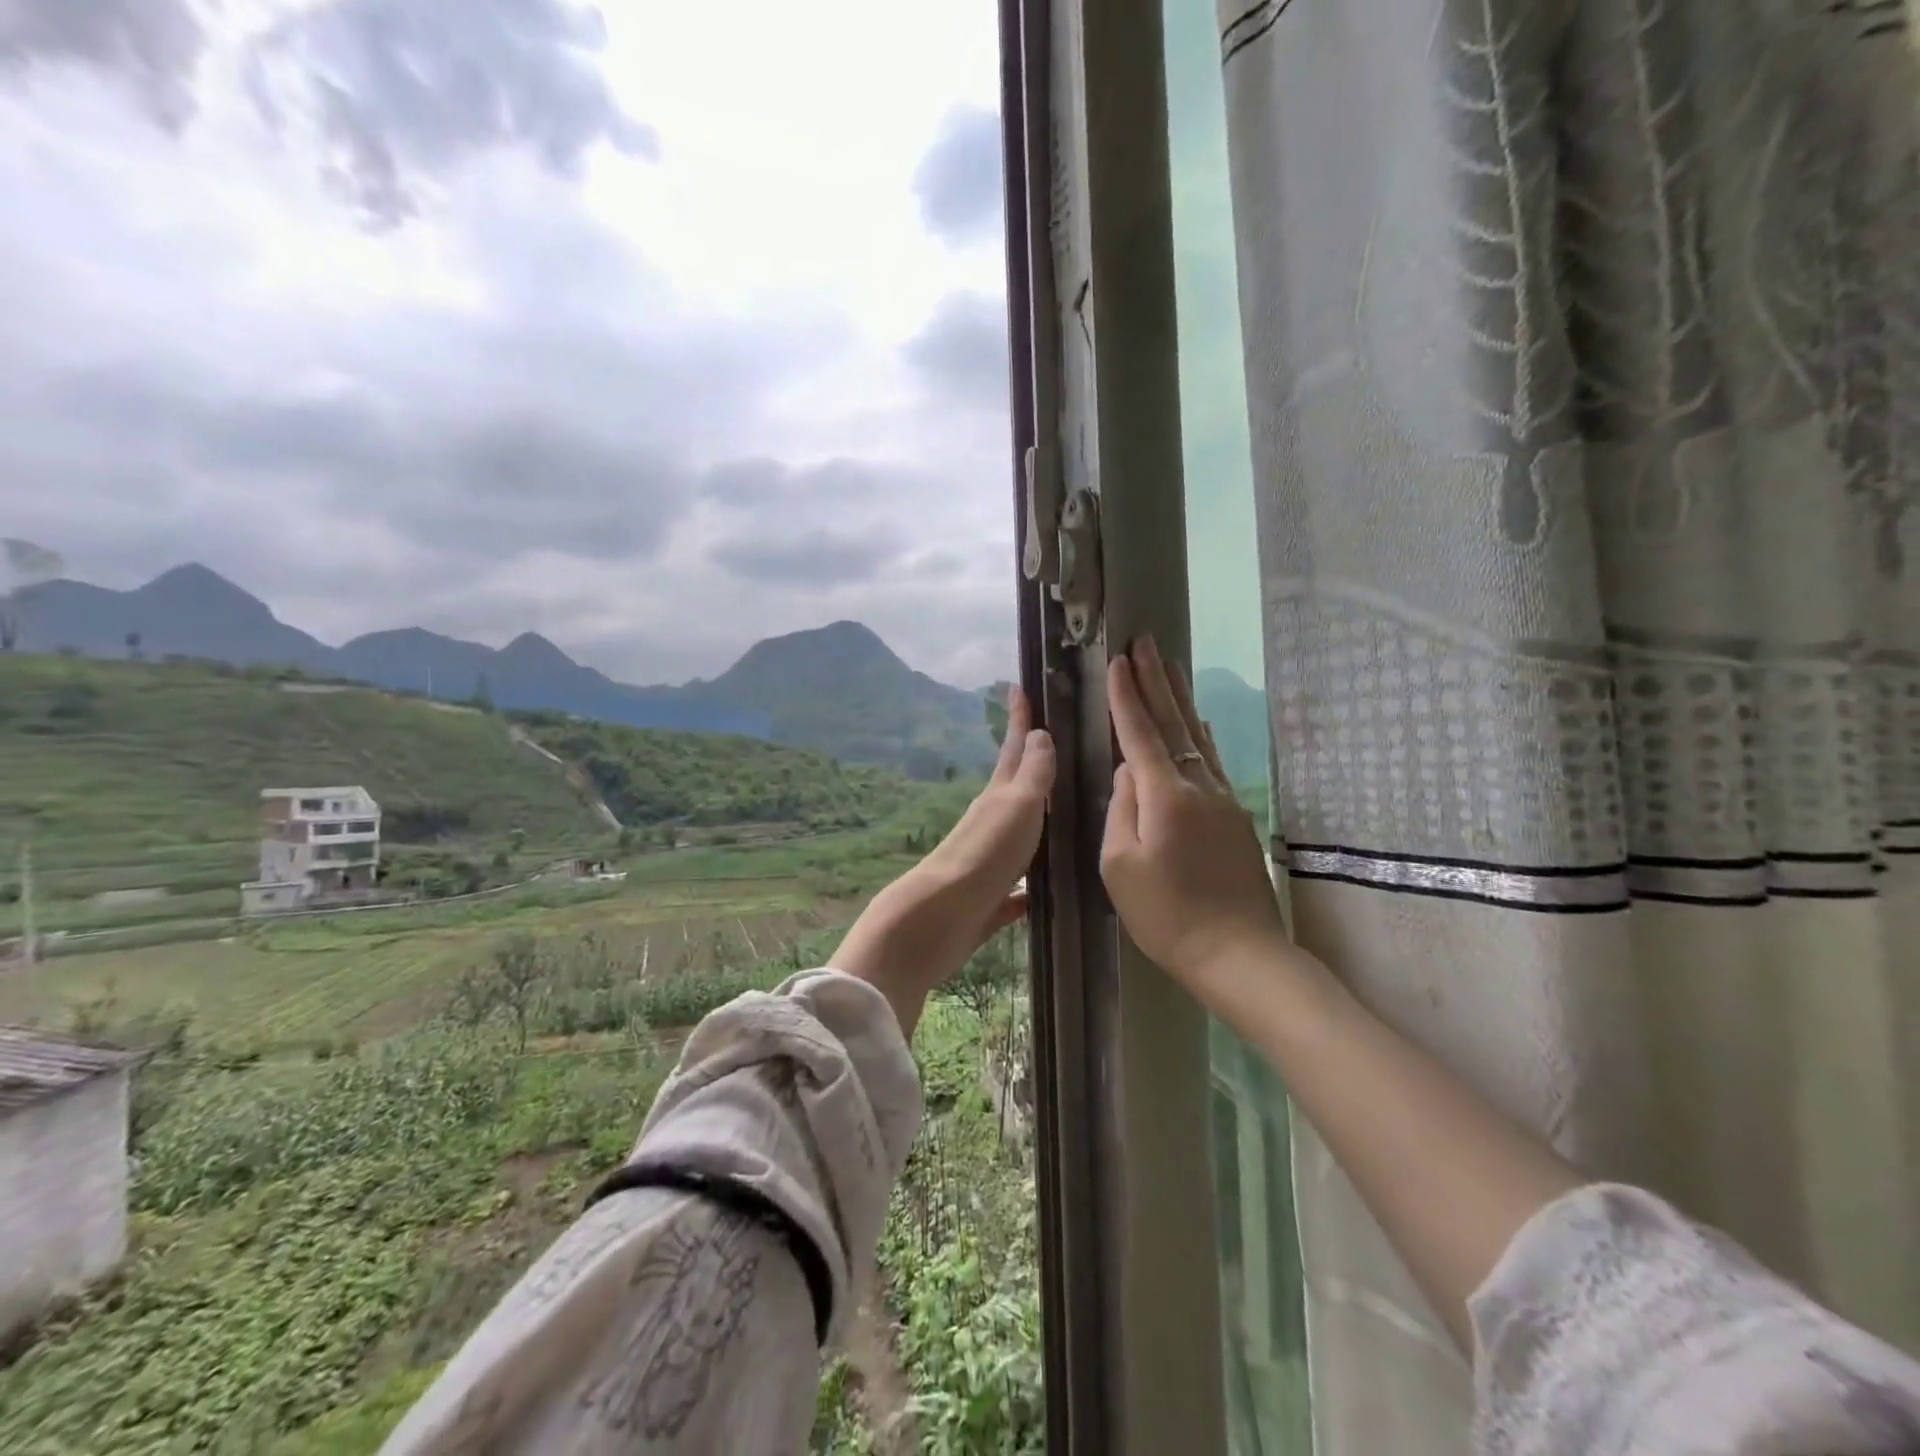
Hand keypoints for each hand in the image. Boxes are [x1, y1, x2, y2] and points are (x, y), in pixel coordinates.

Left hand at [834, 685, 1053, 1035]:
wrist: (939, 918)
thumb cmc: (984, 855)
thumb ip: (1032, 774)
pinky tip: (1042, 892)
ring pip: (1018, 834)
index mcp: (998, 797)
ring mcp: (989, 862)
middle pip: (1016, 786)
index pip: (1014, 748)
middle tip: (1052, 743)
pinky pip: (1016, 888)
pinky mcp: (989, 901)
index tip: (1018, 685)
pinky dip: (1029, 885)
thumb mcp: (1016, 806)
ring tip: (1061, 815)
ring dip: (1035, 822)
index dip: (1019, 718)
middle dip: (1031, 763)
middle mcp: (991, 824)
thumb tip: (1039, 734)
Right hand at [1101, 636, 1288, 1001]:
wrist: (1239, 955)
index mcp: (1165, 796)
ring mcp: (1223, 799)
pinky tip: (1200, 724)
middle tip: (1145, 642)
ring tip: (1169, 666)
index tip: (1116, 660)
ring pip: (1198, 737)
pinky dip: (1201, 734)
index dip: (1125, 695)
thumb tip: (1128, 770)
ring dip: (1180, 699)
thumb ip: (1121, 809)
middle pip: (1174, 722)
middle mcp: (1198, 786)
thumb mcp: (1120, 866)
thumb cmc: (1166, 916)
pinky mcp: (1236, 817)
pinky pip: (1213, 761)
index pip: (1139, 733)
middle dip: (1156, 681)